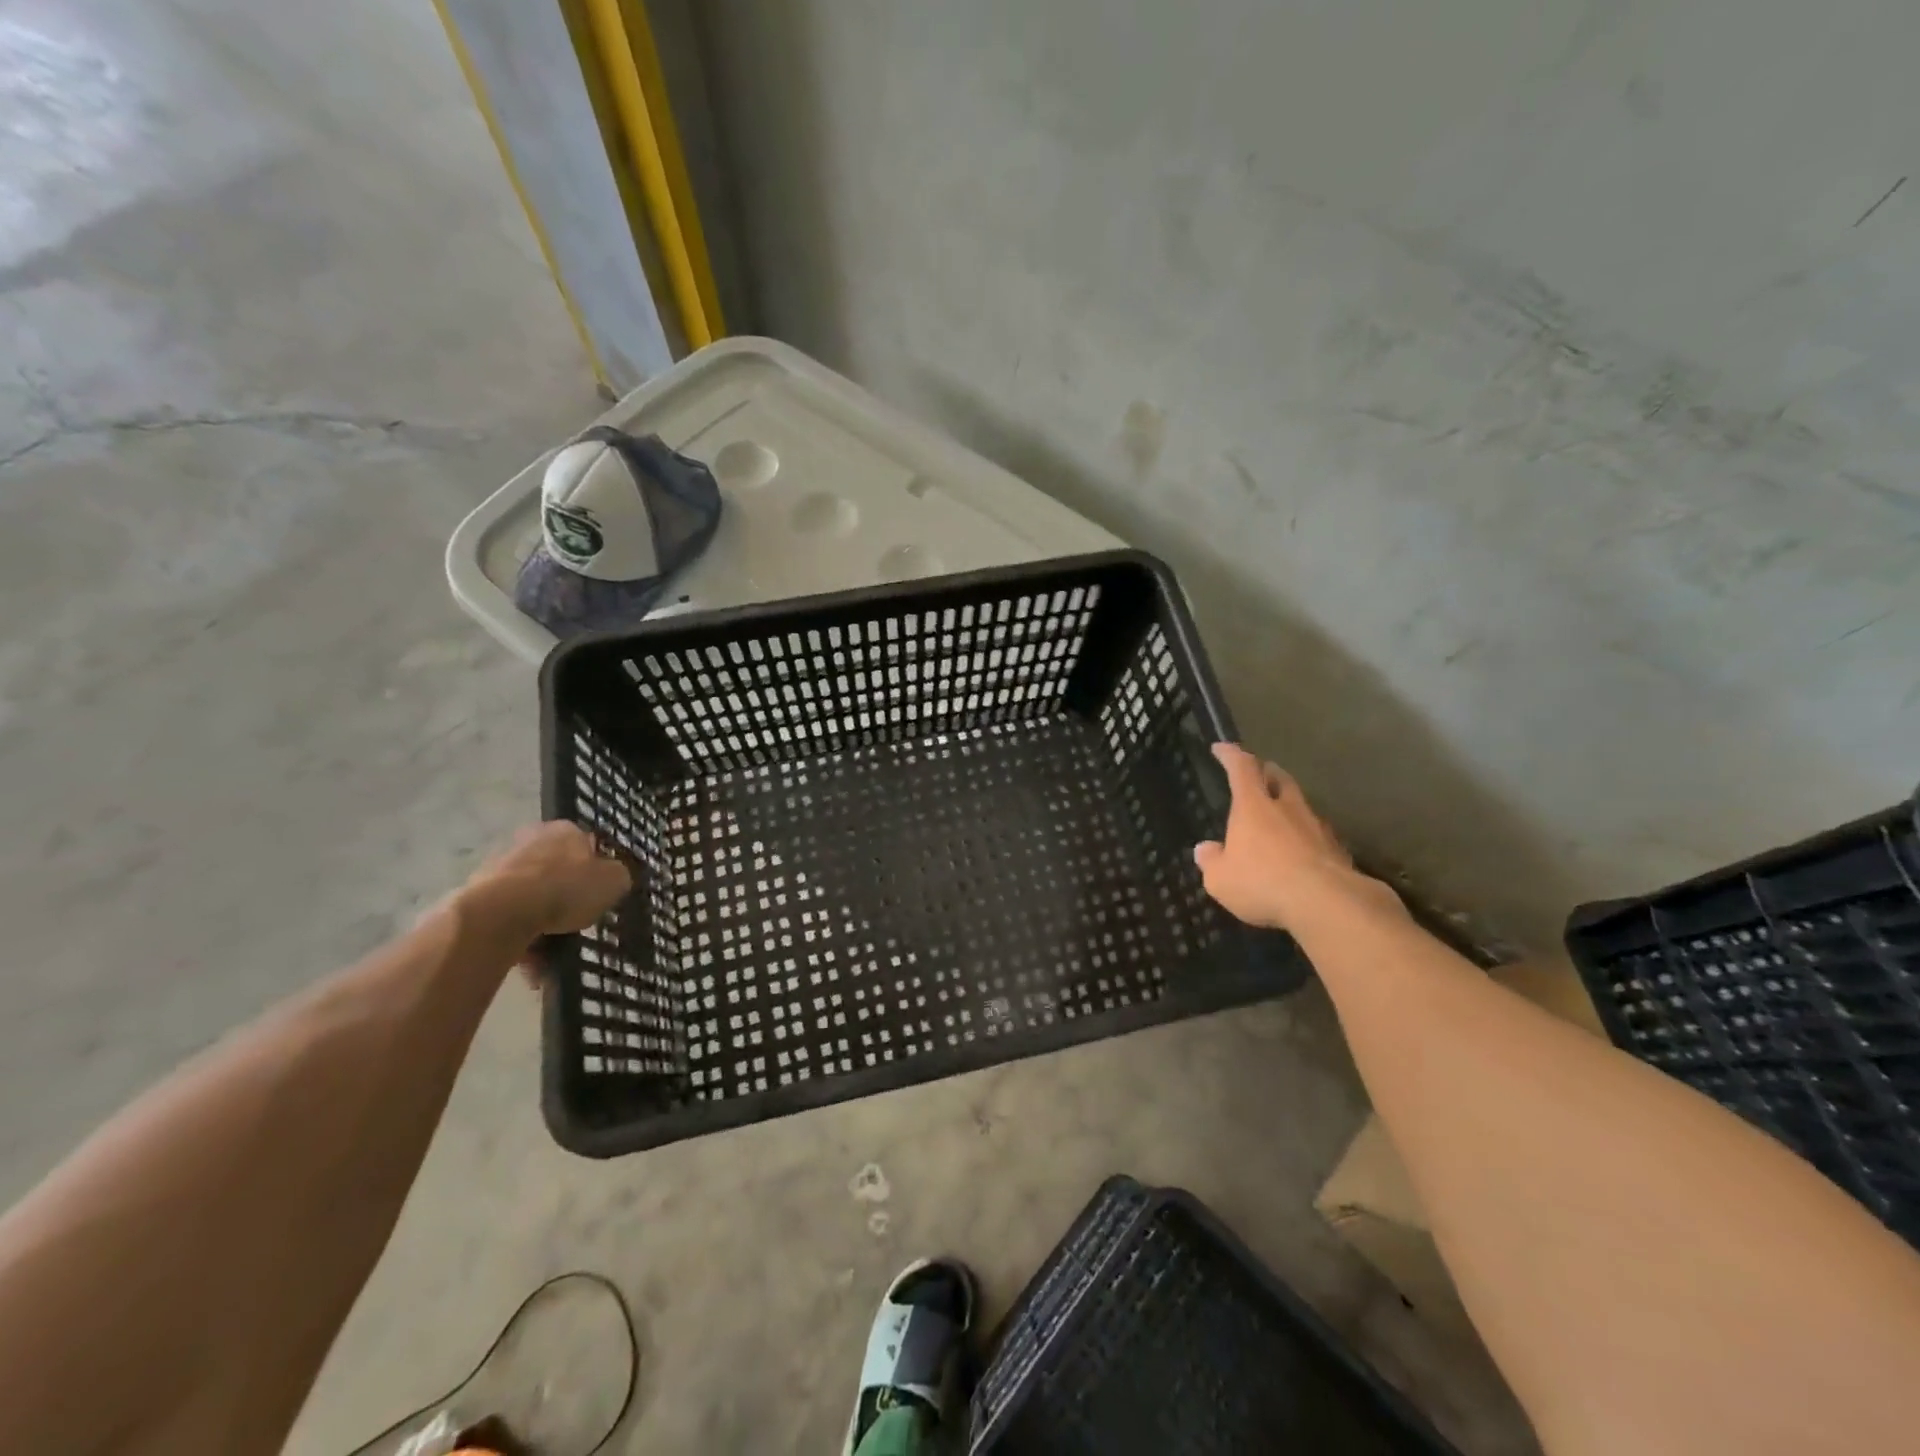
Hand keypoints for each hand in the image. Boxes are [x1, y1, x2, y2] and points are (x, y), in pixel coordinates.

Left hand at [462, 821, 632, 942]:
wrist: (501, 913)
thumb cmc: (565, 889)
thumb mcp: (613, 881)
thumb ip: (618, 876)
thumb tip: (614, 877)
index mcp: (564, 830)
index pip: (586, 844)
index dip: (596, 870)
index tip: (600, 894)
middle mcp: (530, 840)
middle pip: (555, 871)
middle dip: (565, 897)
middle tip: (577, 923)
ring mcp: (499, 866)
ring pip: (530, 898)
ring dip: (542, 924)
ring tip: (552, 957)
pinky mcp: (476, 895)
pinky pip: (508, 919)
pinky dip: (520, 939)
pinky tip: (532, 963)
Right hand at [1193, 743, 1394, 930]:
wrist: (1327, 903)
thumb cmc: (1262, 882)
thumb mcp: (1220, 879)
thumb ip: (1211, 861)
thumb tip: (1205, 849)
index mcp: (1253, 807)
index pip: (1242, 768)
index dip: (1231, 755)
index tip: (1222, 747)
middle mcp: (1286, 807)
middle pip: (1279, 778)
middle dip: (1267, 772)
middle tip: (1259, 773)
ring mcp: (1316, 826)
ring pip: (1301, 804)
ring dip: (1289, 804)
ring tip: (1280, 815)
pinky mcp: (1337, 849)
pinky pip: (1317, 833)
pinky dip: (1306, 834)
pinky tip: (1301, 850)